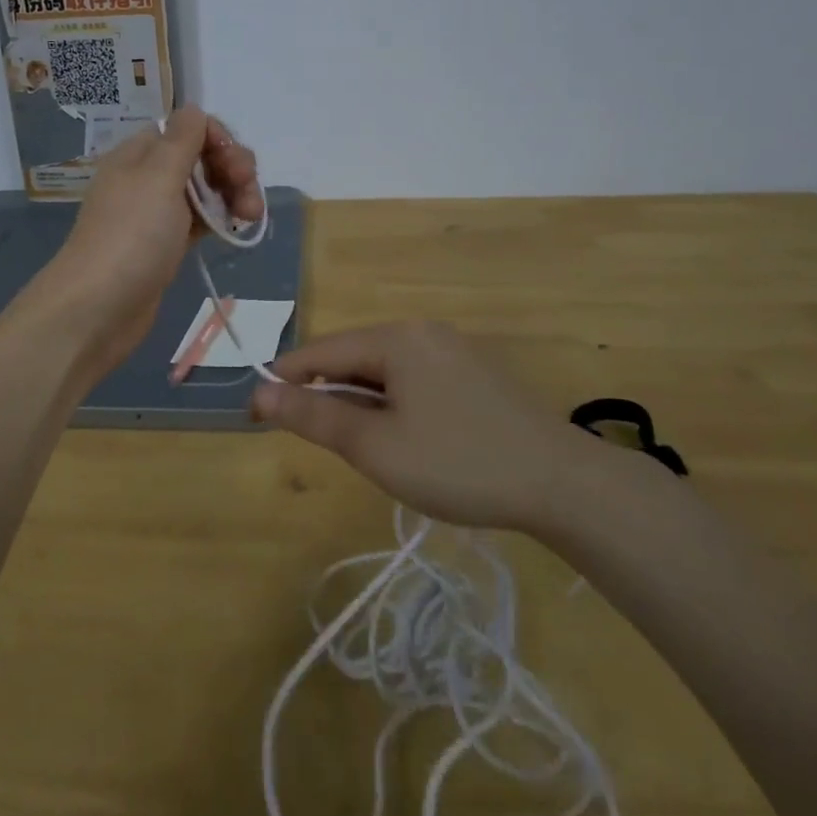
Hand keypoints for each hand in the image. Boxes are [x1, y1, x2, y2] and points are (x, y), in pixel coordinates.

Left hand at [34, 106, 260, 380]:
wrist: (98, 308)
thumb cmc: (131, 236)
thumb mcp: (158, 177)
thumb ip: (182, 139)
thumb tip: (193, 109)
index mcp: (140, 154)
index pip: (189, 128)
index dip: (219, 140)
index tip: (237, 165)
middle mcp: (147, 177)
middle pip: (201, 157)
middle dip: (232, 168)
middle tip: (250, 195)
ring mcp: (156, 213)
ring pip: (204, 190)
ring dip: (233, 195)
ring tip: (251, 217)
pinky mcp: (165, 244)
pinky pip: (200, 220)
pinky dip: (220, 219)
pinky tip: (236, 229)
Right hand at [250, 320, 618, 532]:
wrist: (562, 483)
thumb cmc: (459, 462)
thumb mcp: (376, 446)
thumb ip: (315, 415)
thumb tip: (260, 392)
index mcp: (396, 338)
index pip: (321, 351)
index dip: (283, 380)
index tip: (253, 411)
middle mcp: (422, 332)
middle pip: (354, 357)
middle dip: (325, 393)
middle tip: (310, 438)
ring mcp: (453, 351)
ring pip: (385, 371)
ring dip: (360, 402)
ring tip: (357, 446)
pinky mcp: (474, 375)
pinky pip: (414, 380)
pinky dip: (392, 404)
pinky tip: (402, 439)